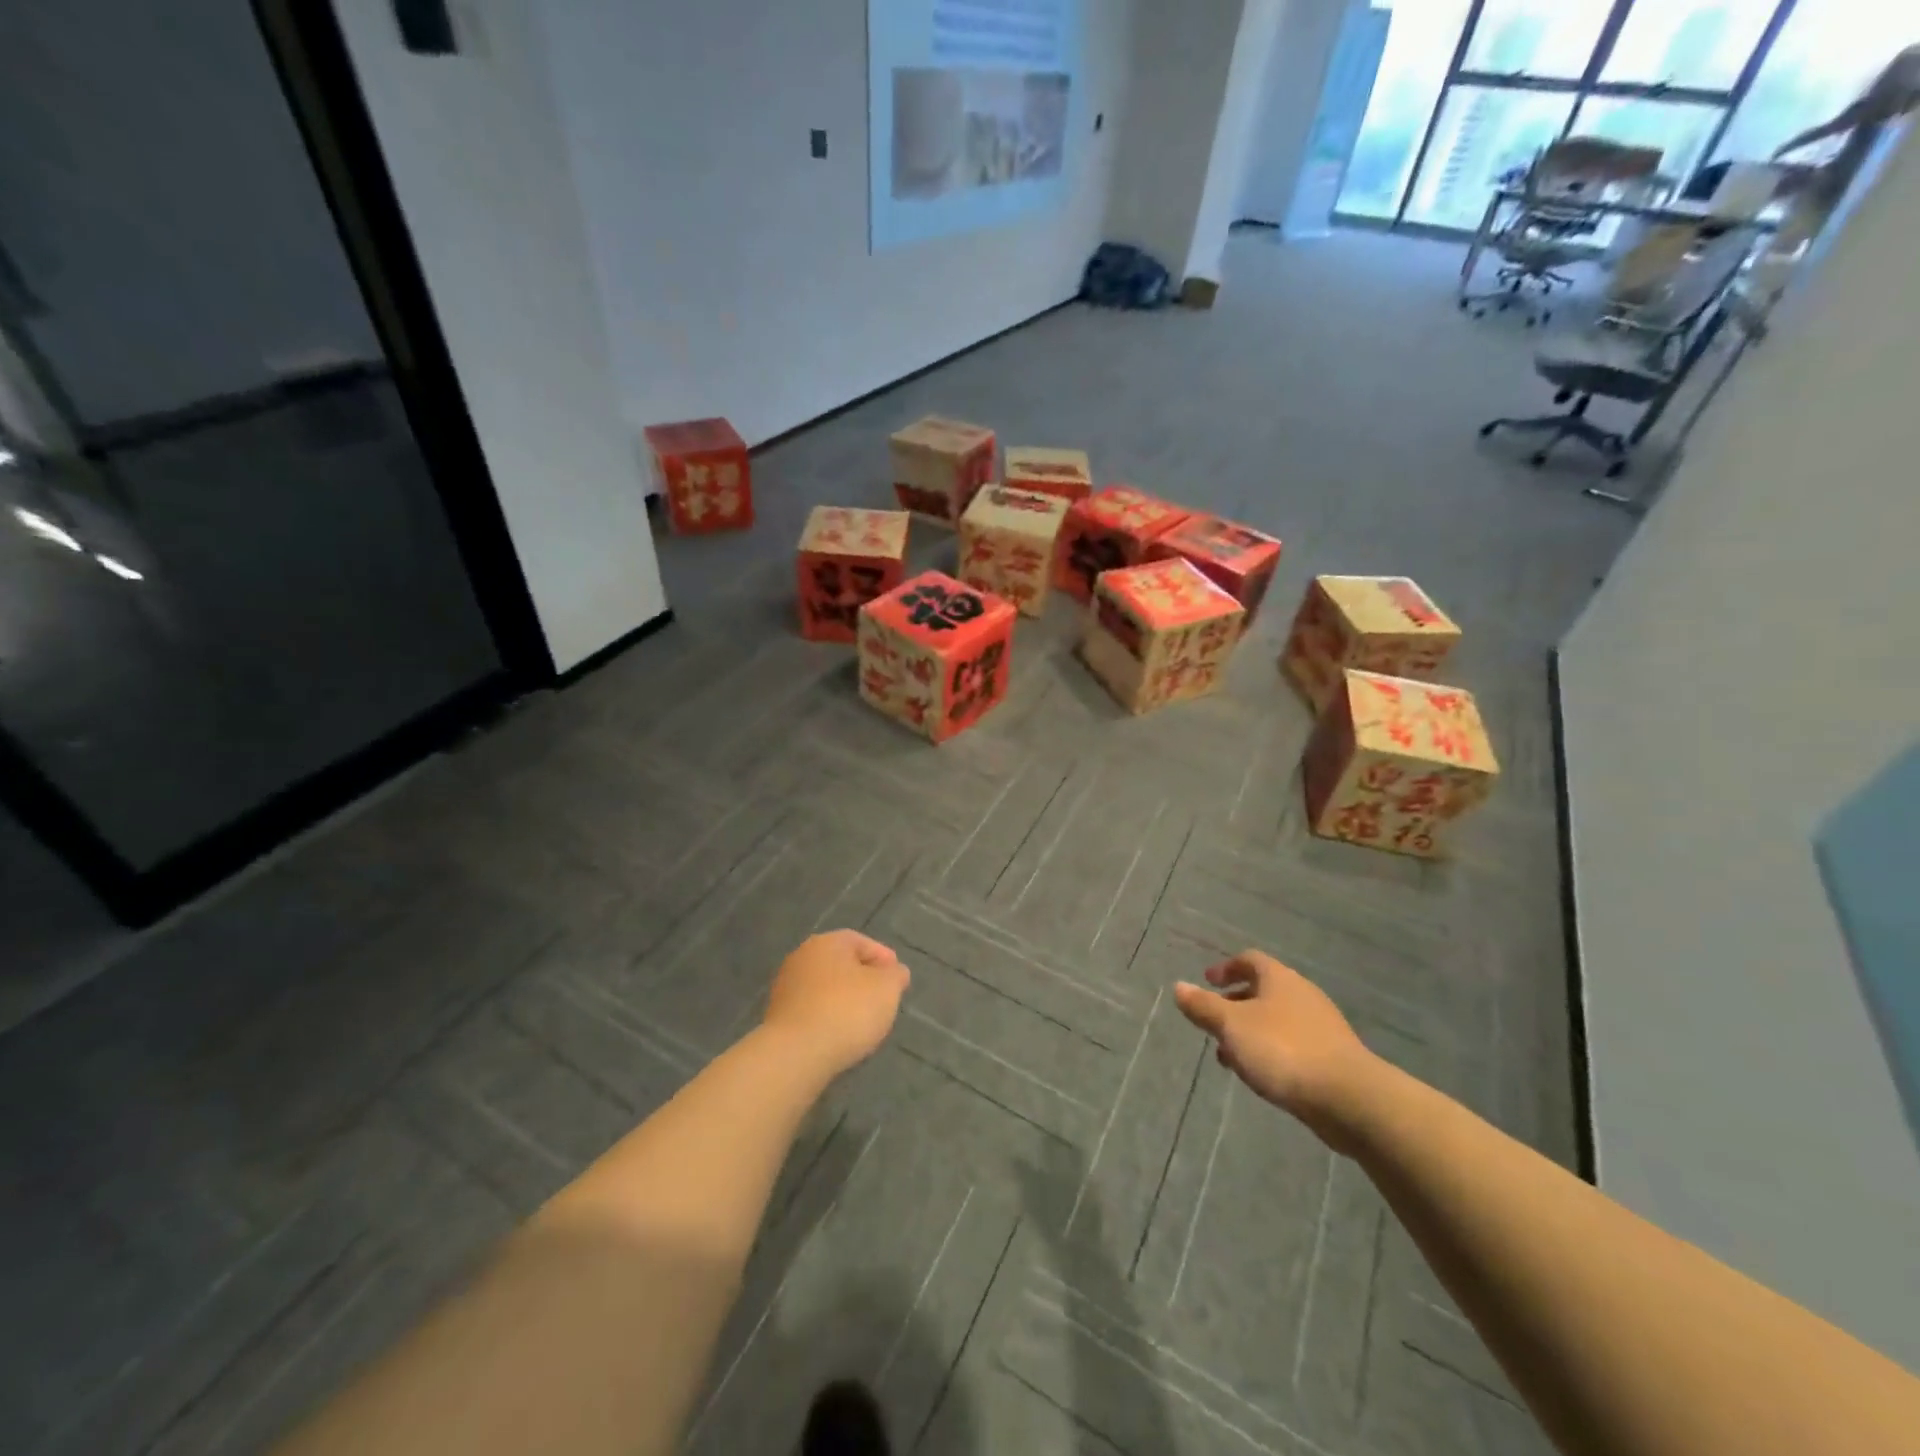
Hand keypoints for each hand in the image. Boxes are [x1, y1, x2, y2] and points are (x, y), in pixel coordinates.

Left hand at [762, 930, 910, 1076]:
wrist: (796, 1054)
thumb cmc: (847, 1010)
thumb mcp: (887, 988)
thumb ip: (895, 975)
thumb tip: (894, 972)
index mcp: (827, 942)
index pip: (860, 941)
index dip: (883, 958)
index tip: (898, 979)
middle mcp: (802, 957)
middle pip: (841, 964)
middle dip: (863, 979)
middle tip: (883, 999)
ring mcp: (786, 987)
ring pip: (825, 988)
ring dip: (844, 1000)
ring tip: (864, 1021)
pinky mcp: (778, 1017)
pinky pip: (812, 1010)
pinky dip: (828, 1018)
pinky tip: (840, 1035)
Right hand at [1173, 951, 1379, 1152]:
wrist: (1349, 1098)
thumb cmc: (1283, 1050)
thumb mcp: (1231, 1026)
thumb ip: (1203, 1007)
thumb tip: (1179, 986)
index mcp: (1279, 978)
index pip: (1250, 959)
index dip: (1226, 968)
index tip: (1208, 981)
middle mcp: (1302, 994)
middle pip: (1264, 990)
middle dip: (1235, 1005)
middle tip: (1214, 1024)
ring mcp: (1321, 1026)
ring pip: (1276, 1020)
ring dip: (1251, 1032)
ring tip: (1231, 1057)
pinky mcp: (1333, 1056)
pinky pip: (1293, 1043)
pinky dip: (1271, 1050)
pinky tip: (1262, 1075)